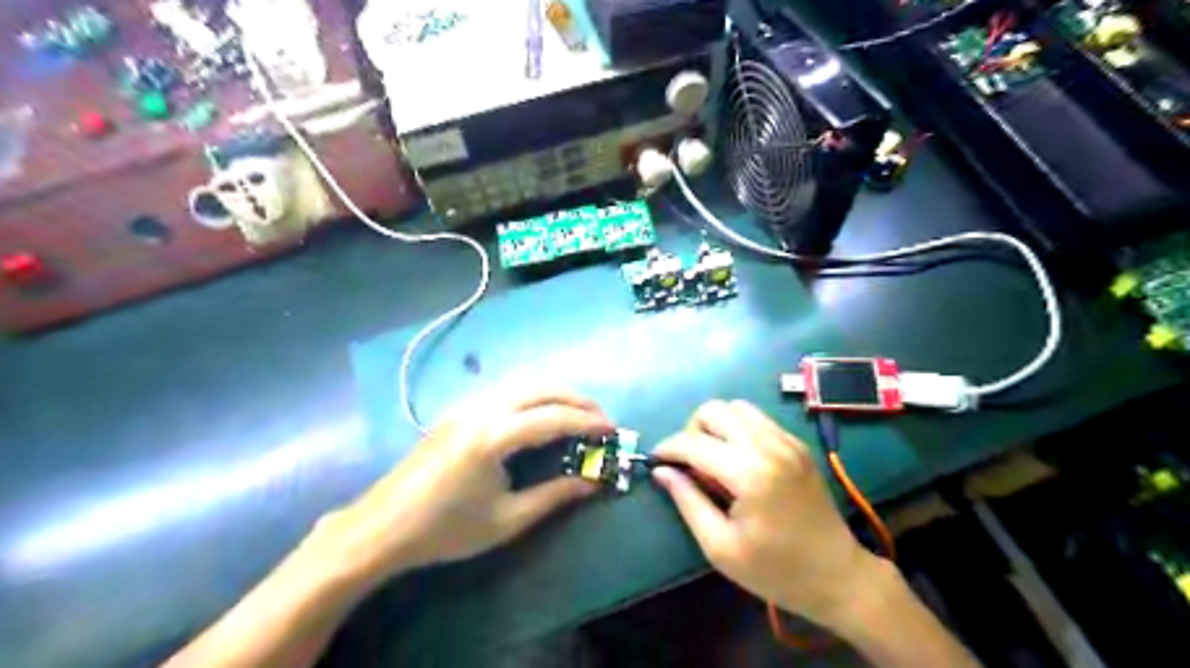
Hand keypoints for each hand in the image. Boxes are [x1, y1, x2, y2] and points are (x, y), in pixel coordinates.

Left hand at [305, 388, 611, 586]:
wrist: (383, 527)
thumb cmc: (446, 530)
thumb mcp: (507, 519)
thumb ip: (555, 495)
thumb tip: (595, 483)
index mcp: (494, 436)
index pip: (554, 417)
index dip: (588, 422)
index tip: (613, 430)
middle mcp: (483, 409)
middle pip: (541, 388)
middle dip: (577, 398)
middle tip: (600, 417)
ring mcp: (467, 405)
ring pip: (522, 382)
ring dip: (555, 392)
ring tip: (576, 412)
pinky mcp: (458, 410)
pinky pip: (505, 388)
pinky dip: (533, 393)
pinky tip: (539, 412)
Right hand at [651, 400, 882, 629]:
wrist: (838, 576)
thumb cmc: (775, 571)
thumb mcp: (720, 547)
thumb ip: (687, 501)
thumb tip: (661, 471)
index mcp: (750, 474)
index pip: (694, 442)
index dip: (668, 448)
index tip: (656, 461)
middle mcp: (769, 446)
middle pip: (715, 410)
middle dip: (692, 431)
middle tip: (690, 463)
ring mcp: (787, 441)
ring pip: (737, 407)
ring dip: (716, 426)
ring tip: (714, 459)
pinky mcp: (798, 444)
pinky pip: (758, 419)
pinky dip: (739, 429)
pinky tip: (739, 460)